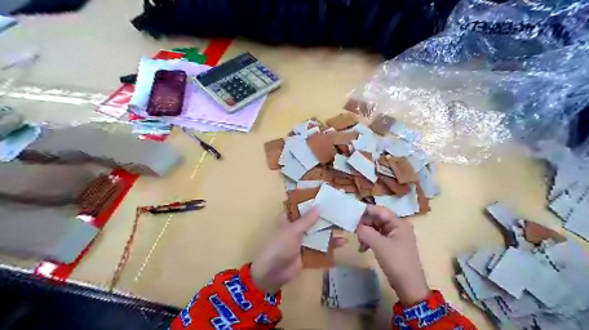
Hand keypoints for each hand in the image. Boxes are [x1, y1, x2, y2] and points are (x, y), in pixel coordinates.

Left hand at [252, 211, 345, 292]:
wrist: (273, 273)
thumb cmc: (280, 246)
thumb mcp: (293, 230)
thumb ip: (307, 220)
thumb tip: (319, 206)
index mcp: (289, 219)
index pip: (301, 207)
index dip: (312, 202)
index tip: (326, 197)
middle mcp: (296, 228)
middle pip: (312, 220)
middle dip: (325, 217)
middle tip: (341, 211)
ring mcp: (303, 241)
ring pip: (318, 233)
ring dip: (330, 231)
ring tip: (345, 226)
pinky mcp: (308, 253)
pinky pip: (321, 247)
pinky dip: (330, 245)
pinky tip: (342, 242)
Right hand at [354, 205, 428, 304]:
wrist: (409, 285)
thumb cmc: (396, 261)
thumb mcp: (379, 245)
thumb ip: (366, 232)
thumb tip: (357, 227)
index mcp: (399, 223)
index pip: (380, 211)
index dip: (366, 210)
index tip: (352, 213)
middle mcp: (398, 226)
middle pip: (377, 219)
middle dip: (365, 225)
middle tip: (355, 233)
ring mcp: (395, 236)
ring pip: (376, 228)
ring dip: (366, 234)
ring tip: (360, 244)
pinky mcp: (391, 245)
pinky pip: (378, 237)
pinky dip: (370, 241)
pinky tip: (363, 248)